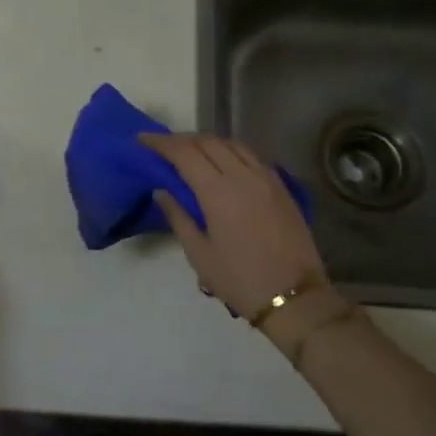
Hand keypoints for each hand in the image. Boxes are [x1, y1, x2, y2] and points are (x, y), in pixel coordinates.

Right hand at [139, 133, 329, 316]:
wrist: (293, 296)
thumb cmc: (239, 279)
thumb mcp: (199, 254)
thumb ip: (178, 216)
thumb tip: (161, 191)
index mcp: (218, 191)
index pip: (184, 152)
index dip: (161, 142)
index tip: (142, 139)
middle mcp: (243, 175)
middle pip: (208, 142)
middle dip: (182, 139)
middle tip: (163, 148)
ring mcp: (266, 177)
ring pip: (232, 144)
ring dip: (207, 143)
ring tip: (191, 153)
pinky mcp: (281, 185)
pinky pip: (251, 156)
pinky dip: (230, 152)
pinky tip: (223, 164)